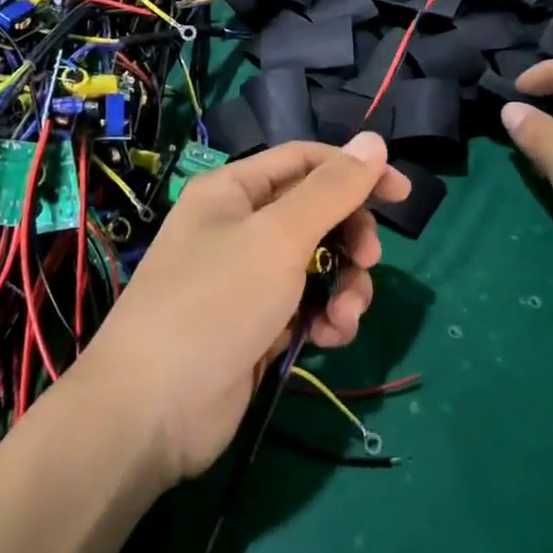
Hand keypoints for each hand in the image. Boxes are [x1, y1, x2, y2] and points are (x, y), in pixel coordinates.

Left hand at [80, 133, 408, 485]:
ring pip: (320, 264)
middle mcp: (241, 227)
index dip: (355, 171)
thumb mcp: (279, 237)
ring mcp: (250, 279)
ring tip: (345, 315)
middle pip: (318, 213)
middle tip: (368, 260)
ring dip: (345, 286)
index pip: (306, 161)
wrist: (152, 411)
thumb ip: (331, 190)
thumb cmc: (215, 303)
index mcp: (235, 191)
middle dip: (351, 237)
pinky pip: (308, 305)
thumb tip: (374, 141)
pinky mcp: (259, 324)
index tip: (401, 194)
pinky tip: (329, 338)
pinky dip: (326, 318)